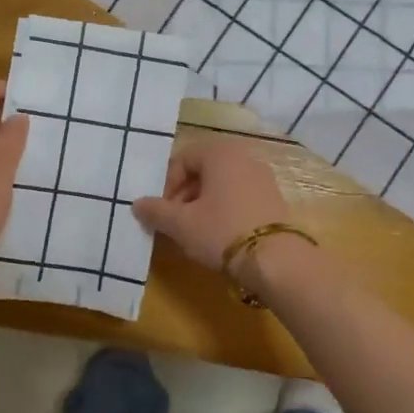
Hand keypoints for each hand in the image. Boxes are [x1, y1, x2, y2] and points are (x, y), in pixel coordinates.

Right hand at [132, 139, 289, 271]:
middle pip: (203, 170)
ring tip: (195, 232)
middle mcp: (244, 157)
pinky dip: (225, 210)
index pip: (183, 159)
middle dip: (184, 195)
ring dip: (203, 204)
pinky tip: (220, 235)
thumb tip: (137, 204)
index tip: (162, 210)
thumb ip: (156, 211)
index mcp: (220, 153)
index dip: (167, 184)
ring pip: (222, 185)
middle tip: (175, 222)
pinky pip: (240, 196)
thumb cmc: (221, 231)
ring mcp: (263, 177)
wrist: (276, 259)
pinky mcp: (274, 198)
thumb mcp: (181, 224)